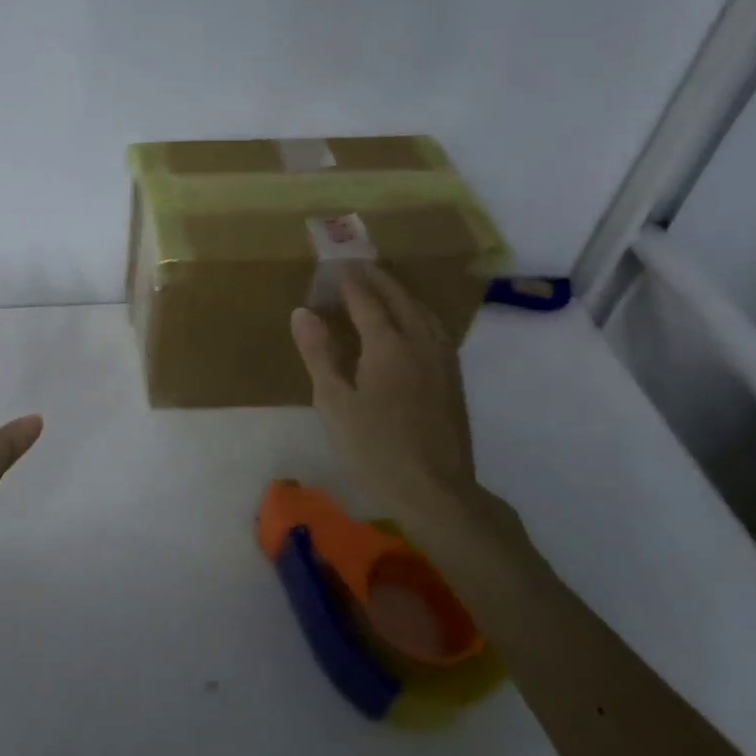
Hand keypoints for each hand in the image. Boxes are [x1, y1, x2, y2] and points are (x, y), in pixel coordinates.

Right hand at [290, 264, 476, 523]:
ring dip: (402, 293)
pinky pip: (435, 329)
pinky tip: (412, 324)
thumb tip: (303, 312)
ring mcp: (442, 360)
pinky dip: (418, 313)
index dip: (349, 282)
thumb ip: (319, 354)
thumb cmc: (375, 448)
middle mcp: (419, 343)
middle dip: (378, 280)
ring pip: (423, 312)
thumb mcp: (334, 402)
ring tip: (384, 287)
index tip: (335, 266)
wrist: (435, 490)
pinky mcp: (453, 378)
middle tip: (357, 266)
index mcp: (388, 346)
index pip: (367, 301)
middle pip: (400, 299)